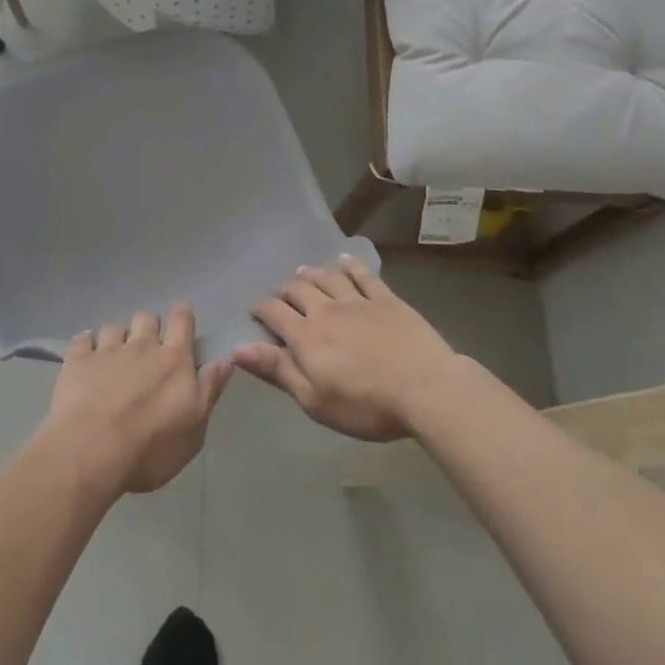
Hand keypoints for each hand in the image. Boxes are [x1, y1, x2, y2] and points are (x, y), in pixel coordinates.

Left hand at [38, 305, 232, 496]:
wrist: (91, 450)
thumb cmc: (150, 447)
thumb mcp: (194, 429)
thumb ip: (209, 390)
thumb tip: (226, 359)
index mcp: (174, 360)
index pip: (182, 321)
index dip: (182, 315)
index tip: (181, 318)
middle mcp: (141, 346)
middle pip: (147, 317)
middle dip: (149, 326)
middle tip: (147, 347)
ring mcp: (106, 350)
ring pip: (114, 327)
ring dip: (117, 337)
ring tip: (114, 356)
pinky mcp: (77, 360)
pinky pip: (82, 339)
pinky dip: (86, 345)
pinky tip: (85, 358)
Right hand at [236, 256, 464, 440]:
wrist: (426, 389)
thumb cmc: (366, 405)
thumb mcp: (314, 400)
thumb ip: (277, 370)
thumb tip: (237, 348)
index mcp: (305, 336)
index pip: (273, 312)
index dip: (260, 308)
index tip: (254, 310)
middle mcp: (326, 310)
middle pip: (298, 290)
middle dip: (283, 290)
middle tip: (279, 294)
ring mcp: (357, 301)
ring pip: (327, 278)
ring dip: (311, 273)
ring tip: (303, 272)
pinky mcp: (386, 299)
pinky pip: (363, 275)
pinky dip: (350, 265)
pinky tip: (343, 260)